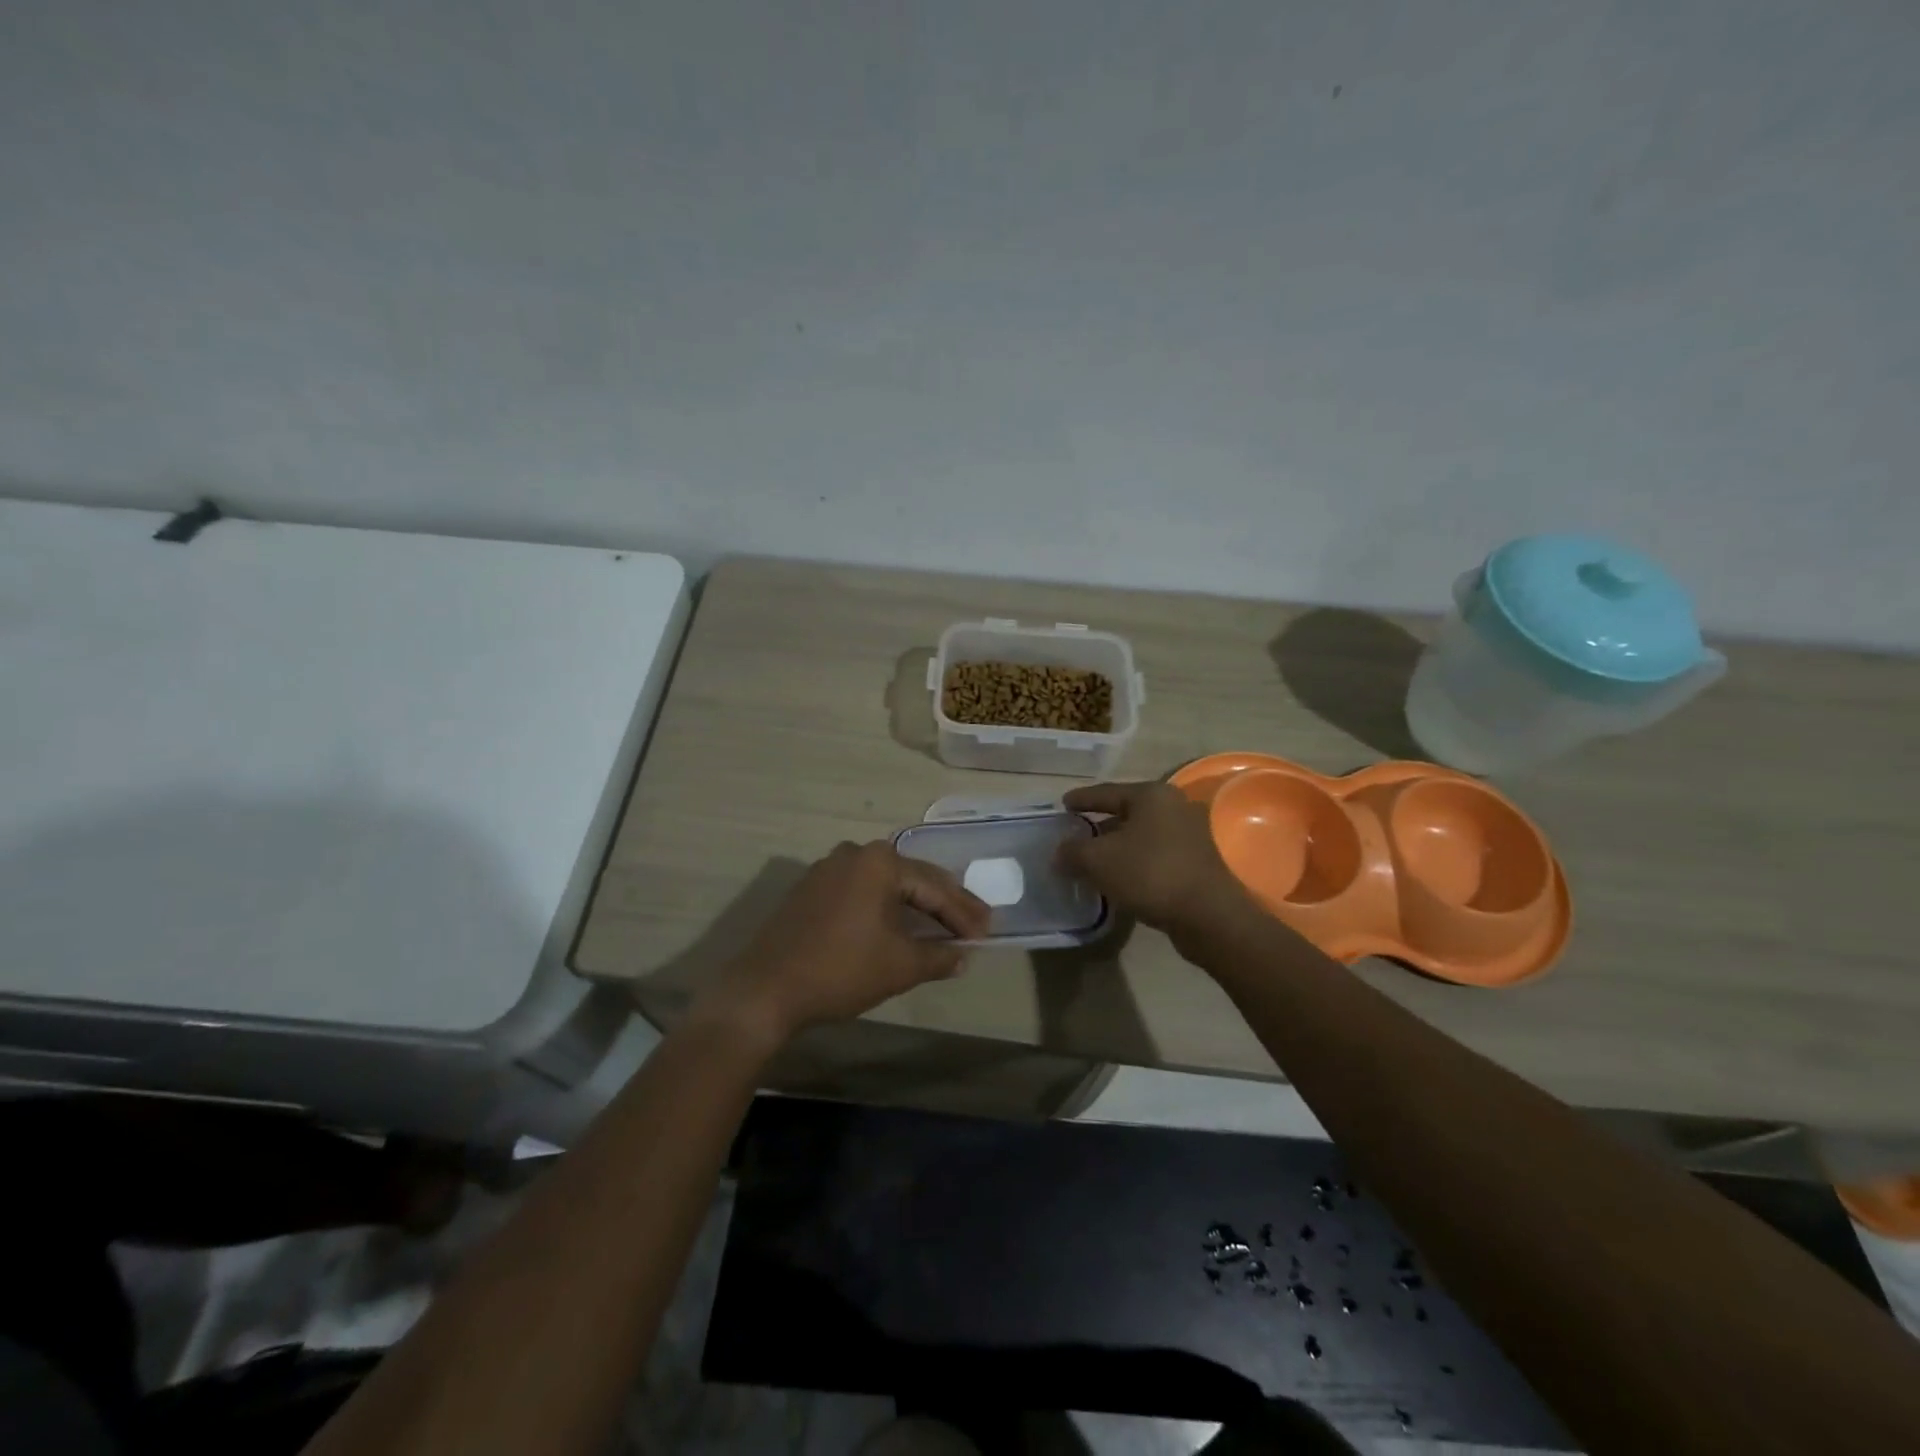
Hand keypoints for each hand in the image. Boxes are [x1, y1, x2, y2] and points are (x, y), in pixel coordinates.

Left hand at [692, 841, 990, 1047]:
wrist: (766, 989)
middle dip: (944, 903)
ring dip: (914, 905)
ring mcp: (828, 868)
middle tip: (974, 923)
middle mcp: (855, 854)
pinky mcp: (811, 889)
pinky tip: (899, 923)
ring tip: (943, 922)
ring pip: (886, 884)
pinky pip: (861, 892)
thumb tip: (963, 956)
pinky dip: (885, 907)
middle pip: (912, 878)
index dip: (963, 913)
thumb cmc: (841, 970)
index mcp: (880, 862)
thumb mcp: (900, 965)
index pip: (935, 887)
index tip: (987, 932)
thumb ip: (938, 956)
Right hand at [1056, 781, 1245, 933]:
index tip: (1063, 804)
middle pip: (1126, 812)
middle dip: (1100, 826)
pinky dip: (1135, 862)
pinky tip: (1119, 878)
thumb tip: (1059, 853)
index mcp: (1151, 795)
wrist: (1208, 915)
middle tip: (1076, 835)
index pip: (1106, 792)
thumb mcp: (1099, 861)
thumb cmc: (1150, 873)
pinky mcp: (1198, 861)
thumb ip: (1073, 852)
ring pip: (1142, 836)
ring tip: (1093, 861)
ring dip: (1118, 847)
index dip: (1081, 799)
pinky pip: (1156, 855)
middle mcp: (1174, 806)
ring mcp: (1190, 834)